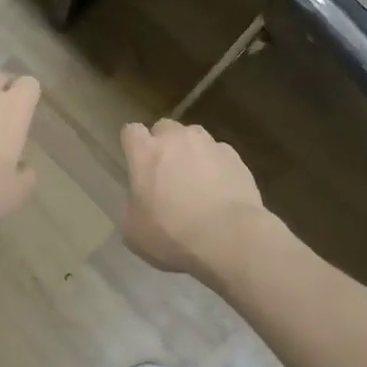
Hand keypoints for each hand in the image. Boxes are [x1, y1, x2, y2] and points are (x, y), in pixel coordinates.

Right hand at [120, 120, 269, 278]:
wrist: (229, 238)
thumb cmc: (172, 235)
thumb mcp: (133, 231)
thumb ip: (132, 205)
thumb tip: (139, 201)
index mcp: (145, 153)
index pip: (131, 131)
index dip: (133, 145)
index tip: (136, 162)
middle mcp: (176, 139)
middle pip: (164, 127)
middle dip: (163, 144)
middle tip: (166, 172)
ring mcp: (208, 145)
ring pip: (194, 136)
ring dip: (191, 151)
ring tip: (197, 179)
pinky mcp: (235, 157)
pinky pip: (219, 154)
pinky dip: (217, 165)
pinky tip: (220, 189)